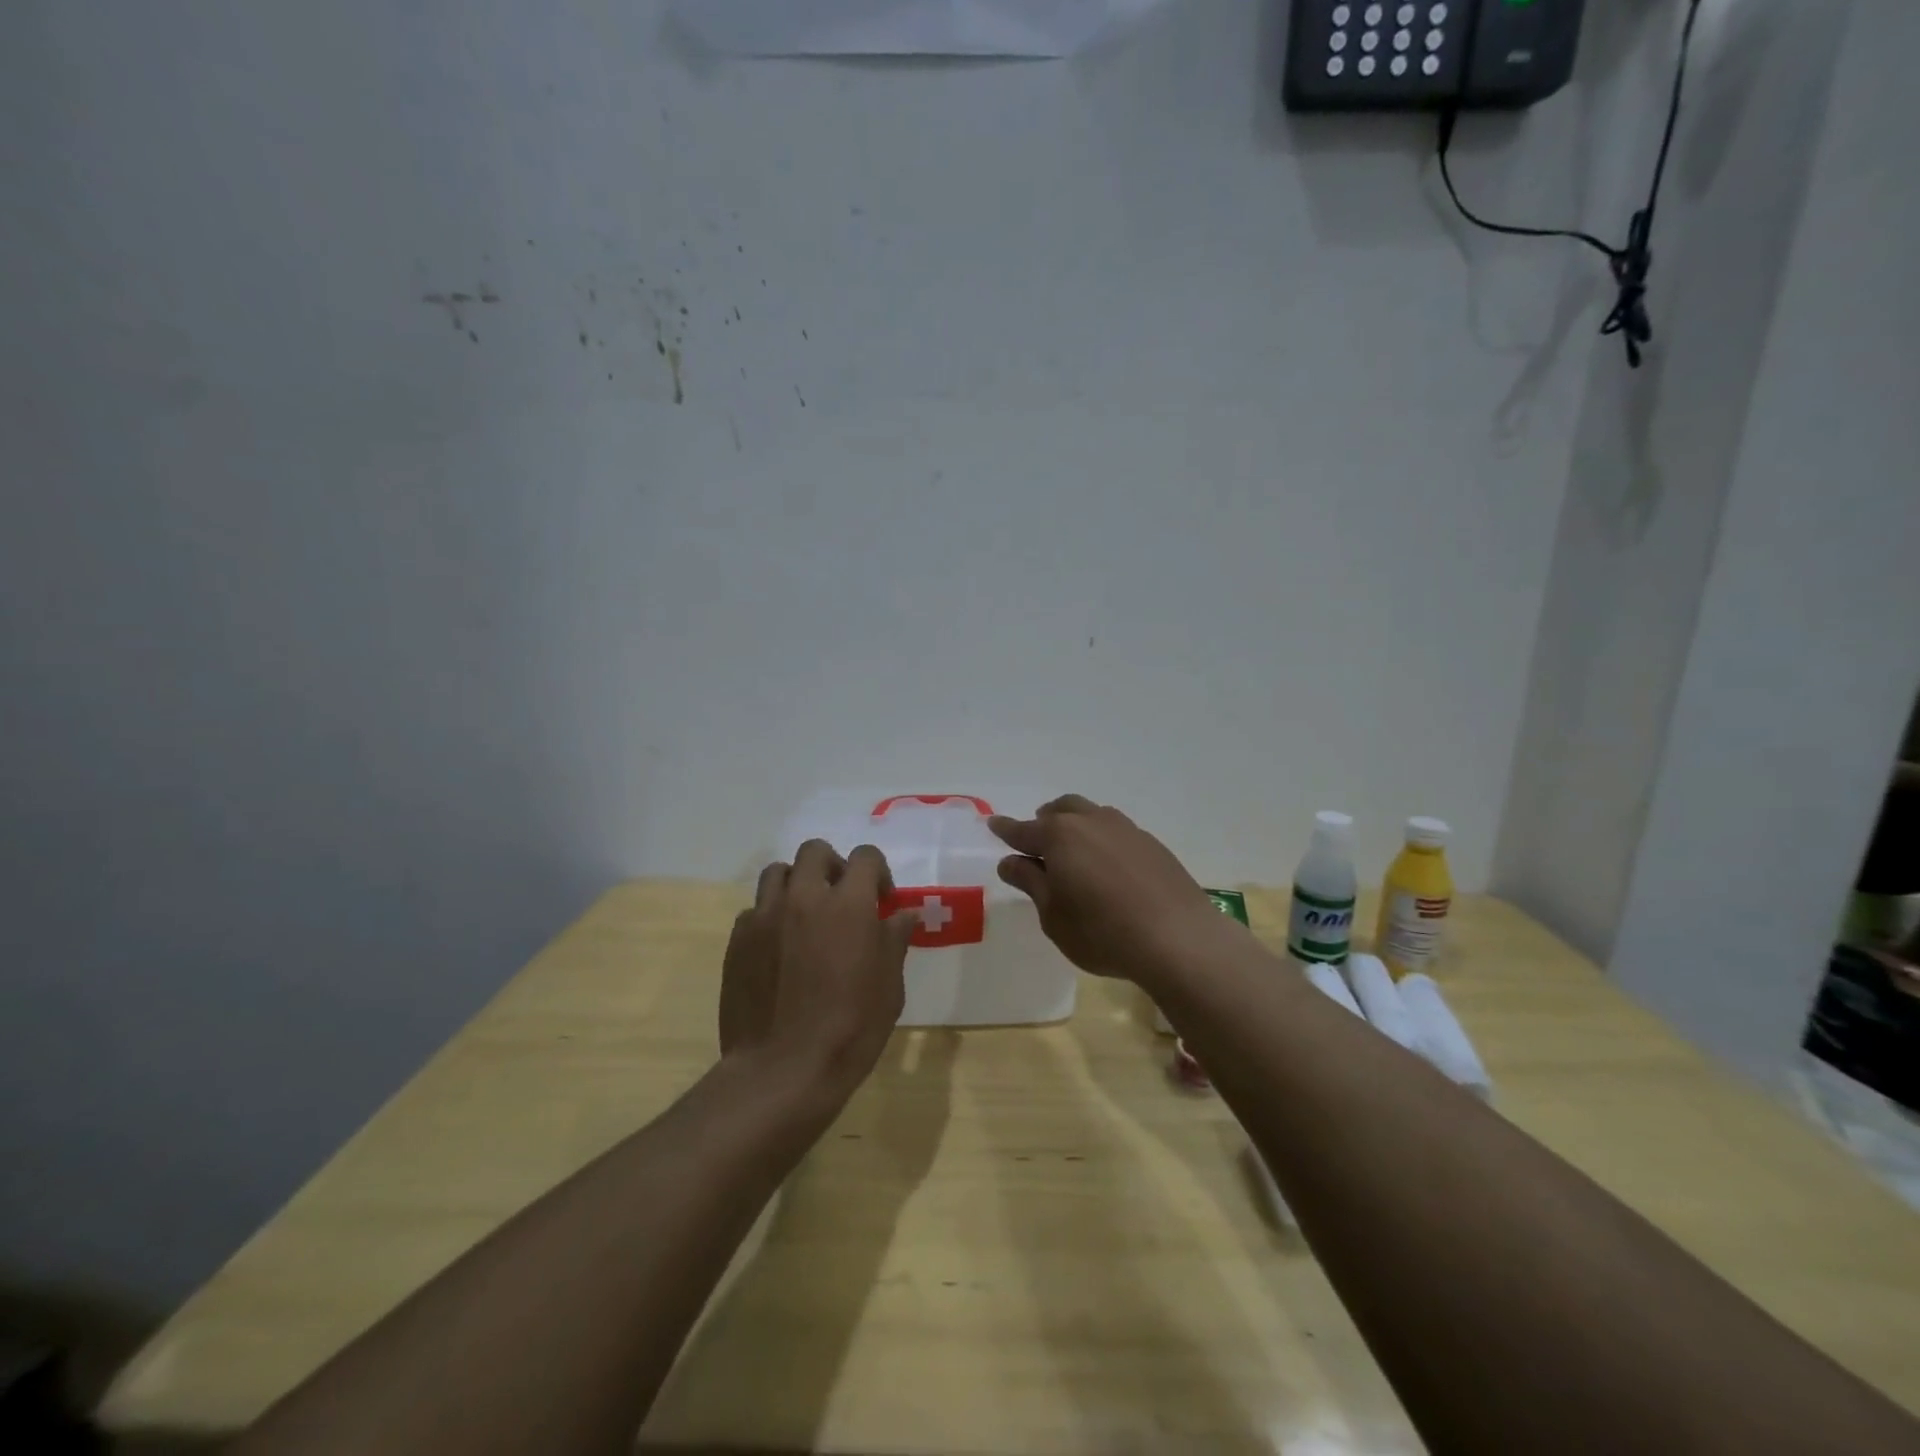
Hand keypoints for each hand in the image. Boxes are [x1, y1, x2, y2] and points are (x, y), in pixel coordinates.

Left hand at [720, 840, 919, 1098]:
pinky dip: (770, 917)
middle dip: (833, 866)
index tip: (882, 899)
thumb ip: (894, 940)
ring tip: (805, 914)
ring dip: (797, 883)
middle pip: (815, 852)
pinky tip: (779, 948)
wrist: (782, 1070)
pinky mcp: (738, 940)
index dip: (878, 872)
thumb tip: (903, 913)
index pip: (865, 858)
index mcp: (848, 905)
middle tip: (841, 898)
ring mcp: (765, 917)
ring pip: (778, 872)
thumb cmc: (850, 1030)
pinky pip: (755, 910)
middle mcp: (804, 898)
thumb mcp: (889, 987)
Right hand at [990, 795, 1236, 985]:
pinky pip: (1116, 831)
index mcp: (1059, 836)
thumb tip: (1011, 861)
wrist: (1178, 938)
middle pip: (1060, 810)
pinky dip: (1102, 839)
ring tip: (1073, 851)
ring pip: (1091, 814)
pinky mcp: (1151, 844)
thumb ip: (1031, 882)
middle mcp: (1091, 822)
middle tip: (1036, 841)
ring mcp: (1125, 829)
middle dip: (1044, 821)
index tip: (993, 824)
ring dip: (1075, 825)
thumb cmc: (1102, 932)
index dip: (1005, 830)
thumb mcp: (1053, 915)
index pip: (1023, 830)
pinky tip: (1108, 865)